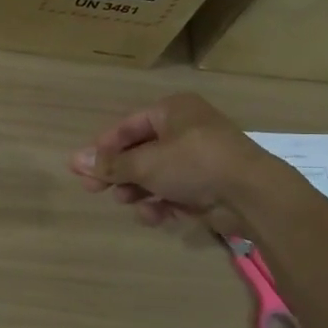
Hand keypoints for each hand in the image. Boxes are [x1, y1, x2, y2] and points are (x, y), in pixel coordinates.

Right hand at [69, 93, 273, 227]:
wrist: (252, 194)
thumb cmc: (194, 164)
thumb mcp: (145, 163)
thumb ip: (110, 164)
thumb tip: (74, 160)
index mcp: (173, 111)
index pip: (128, 126)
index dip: (103, 147)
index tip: (82, 168)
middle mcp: (186, 130)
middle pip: (140, 152)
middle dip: (119, 173)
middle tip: (93, 190)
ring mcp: (199, 159)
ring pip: (156, 175)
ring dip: (138, 190)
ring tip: (125, 202)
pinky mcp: (209, 186)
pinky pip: (175, 192)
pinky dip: (161, 204)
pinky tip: (153, 216)